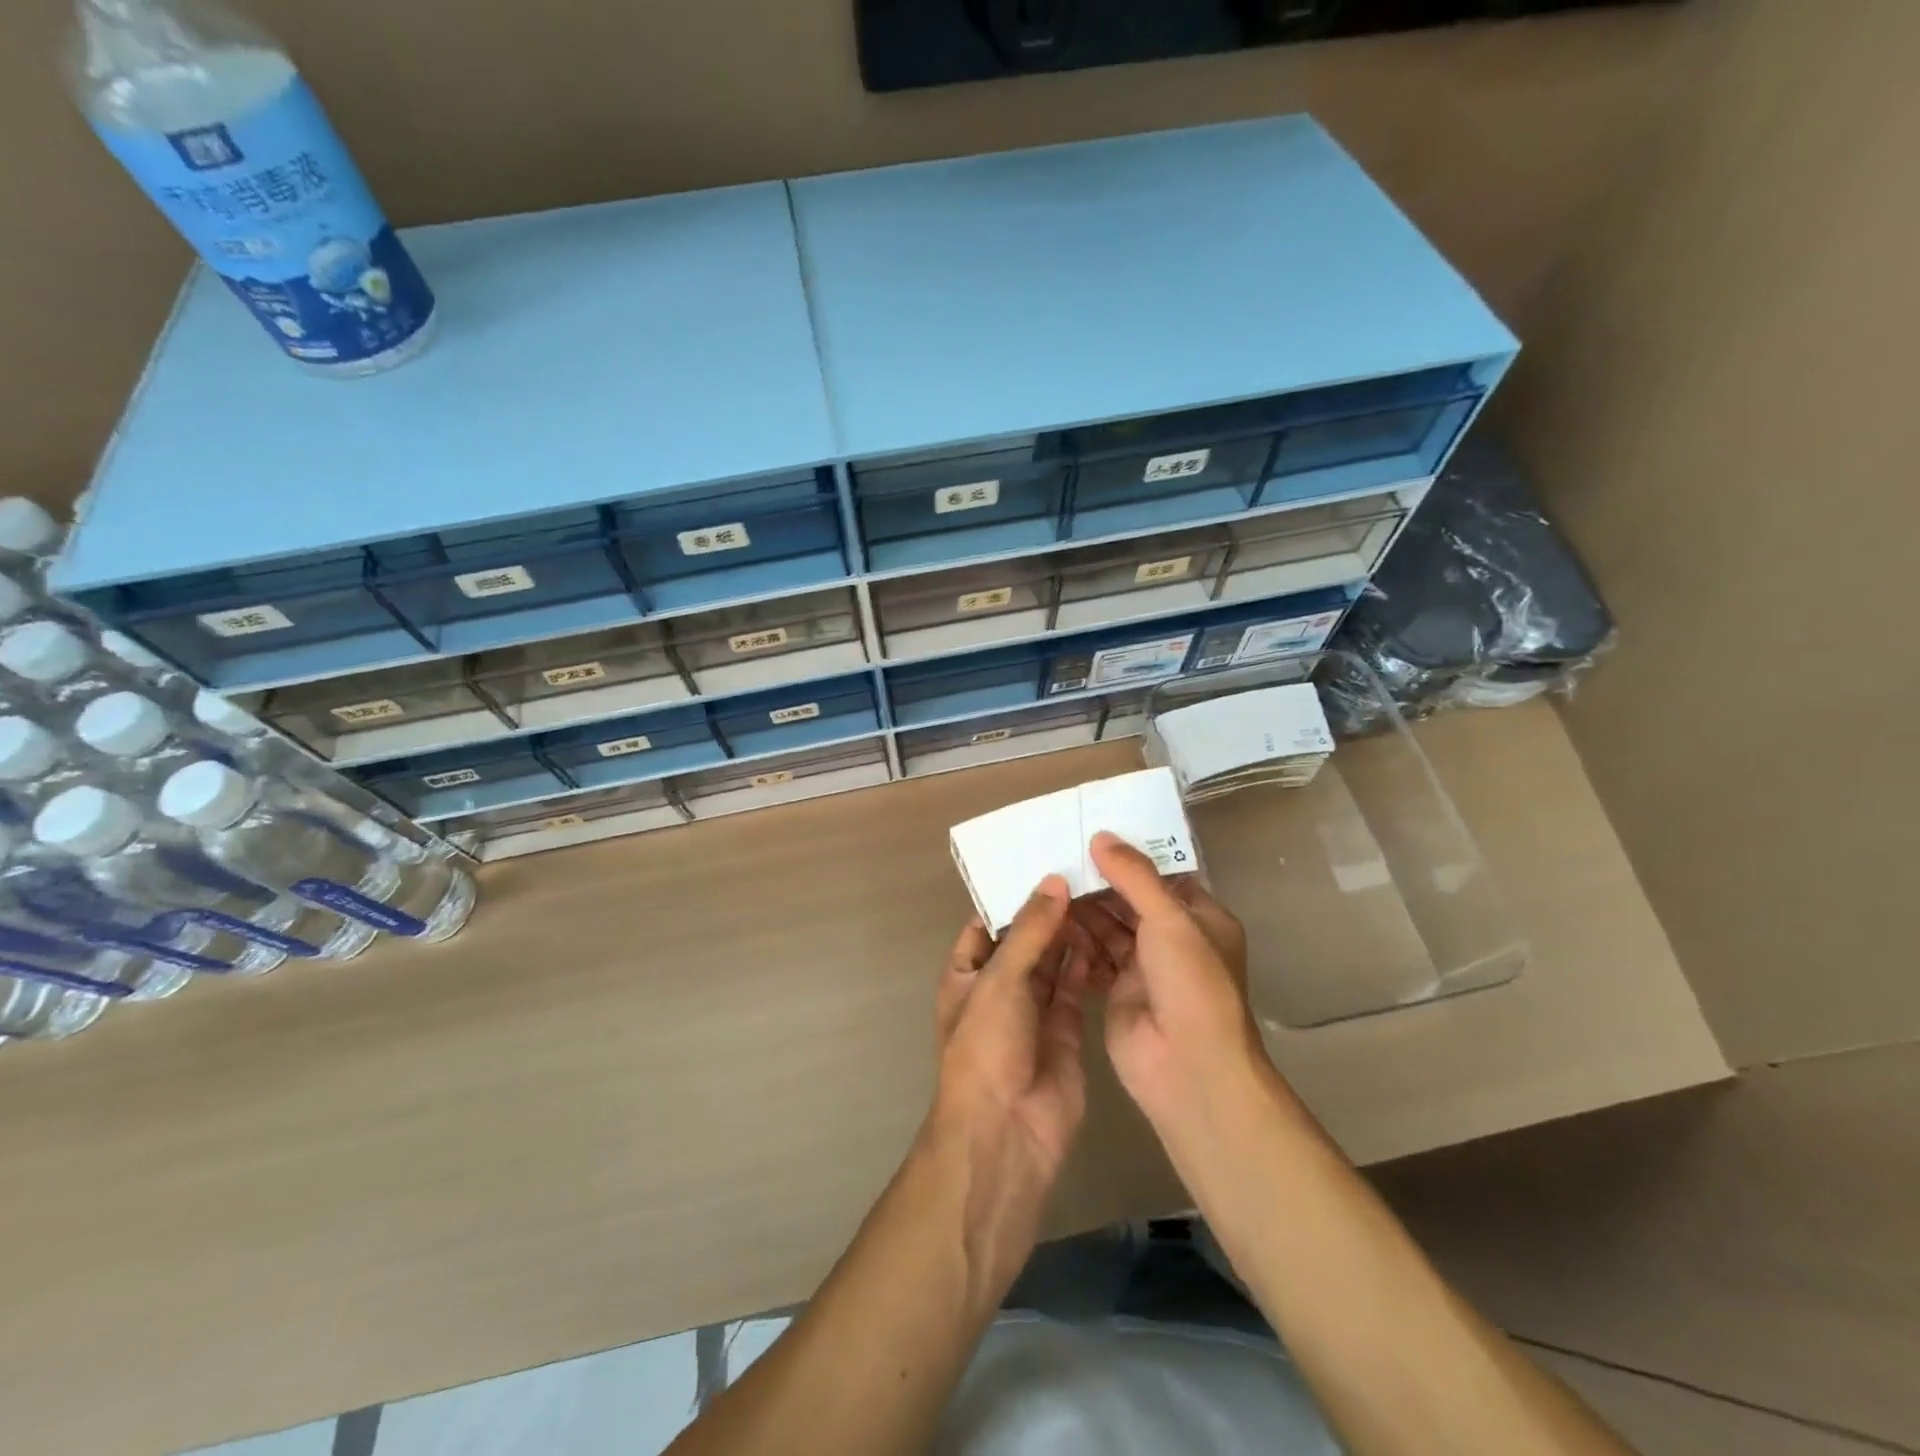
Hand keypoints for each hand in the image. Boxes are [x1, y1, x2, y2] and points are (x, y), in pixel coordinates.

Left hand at [932, 875, 1090, 1183]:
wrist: (1006, 1132)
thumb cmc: (986, 1047)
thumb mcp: (1000, 980)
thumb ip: (1029, 931)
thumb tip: (1054, 881)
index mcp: (967, 973)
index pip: (987, 923)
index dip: (1012, 895)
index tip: (1045, 860)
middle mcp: (998, 988)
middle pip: (1025, 940)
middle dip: (1048, 912)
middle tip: (1084, 871)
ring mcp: (1031, 1011)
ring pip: (1052, 962)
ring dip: (1070, 935)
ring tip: (1099, 894)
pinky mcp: (1064, 1031)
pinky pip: (1074, 989)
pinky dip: (1087, 966)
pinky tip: (1107, 936)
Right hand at [1072, 832, 1263, 1126]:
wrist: (1188, 1068)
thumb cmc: (1190, 984)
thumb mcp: (1169, 919)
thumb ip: (1135, 876)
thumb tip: (1101, 836)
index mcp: (1201, 918)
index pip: (1164, 876)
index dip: (1132, 856)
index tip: (1093, 832)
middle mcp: (1174, 939)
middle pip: (1132, 900)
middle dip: (1100, 881)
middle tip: (1059, 855)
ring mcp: (1145, 966)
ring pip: (1110, 926)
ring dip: (1084, 909)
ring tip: (1048, 882)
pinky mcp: (1118, 989)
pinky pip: (1094, 954)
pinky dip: (1076, 939)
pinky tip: (1049, 920)